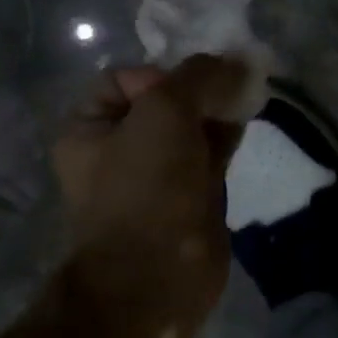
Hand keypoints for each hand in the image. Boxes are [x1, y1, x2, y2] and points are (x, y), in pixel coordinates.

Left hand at [53, 55, 246, 332]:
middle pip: (165, 99)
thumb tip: (238, 61)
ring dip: (218, 109)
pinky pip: (209, 152)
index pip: (127, 78)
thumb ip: (200, 76)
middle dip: (200, 87)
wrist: (159, 277)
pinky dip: (228, 134)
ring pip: (192, 125)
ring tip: (247, 95)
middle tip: (234, 82)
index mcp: (88, 129)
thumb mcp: (165, 111)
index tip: (190, 89)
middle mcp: (118, 148)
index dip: (162, 74)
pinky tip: (249, 119)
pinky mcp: (190, 195)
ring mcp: (156, 174)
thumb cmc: (146, 187)